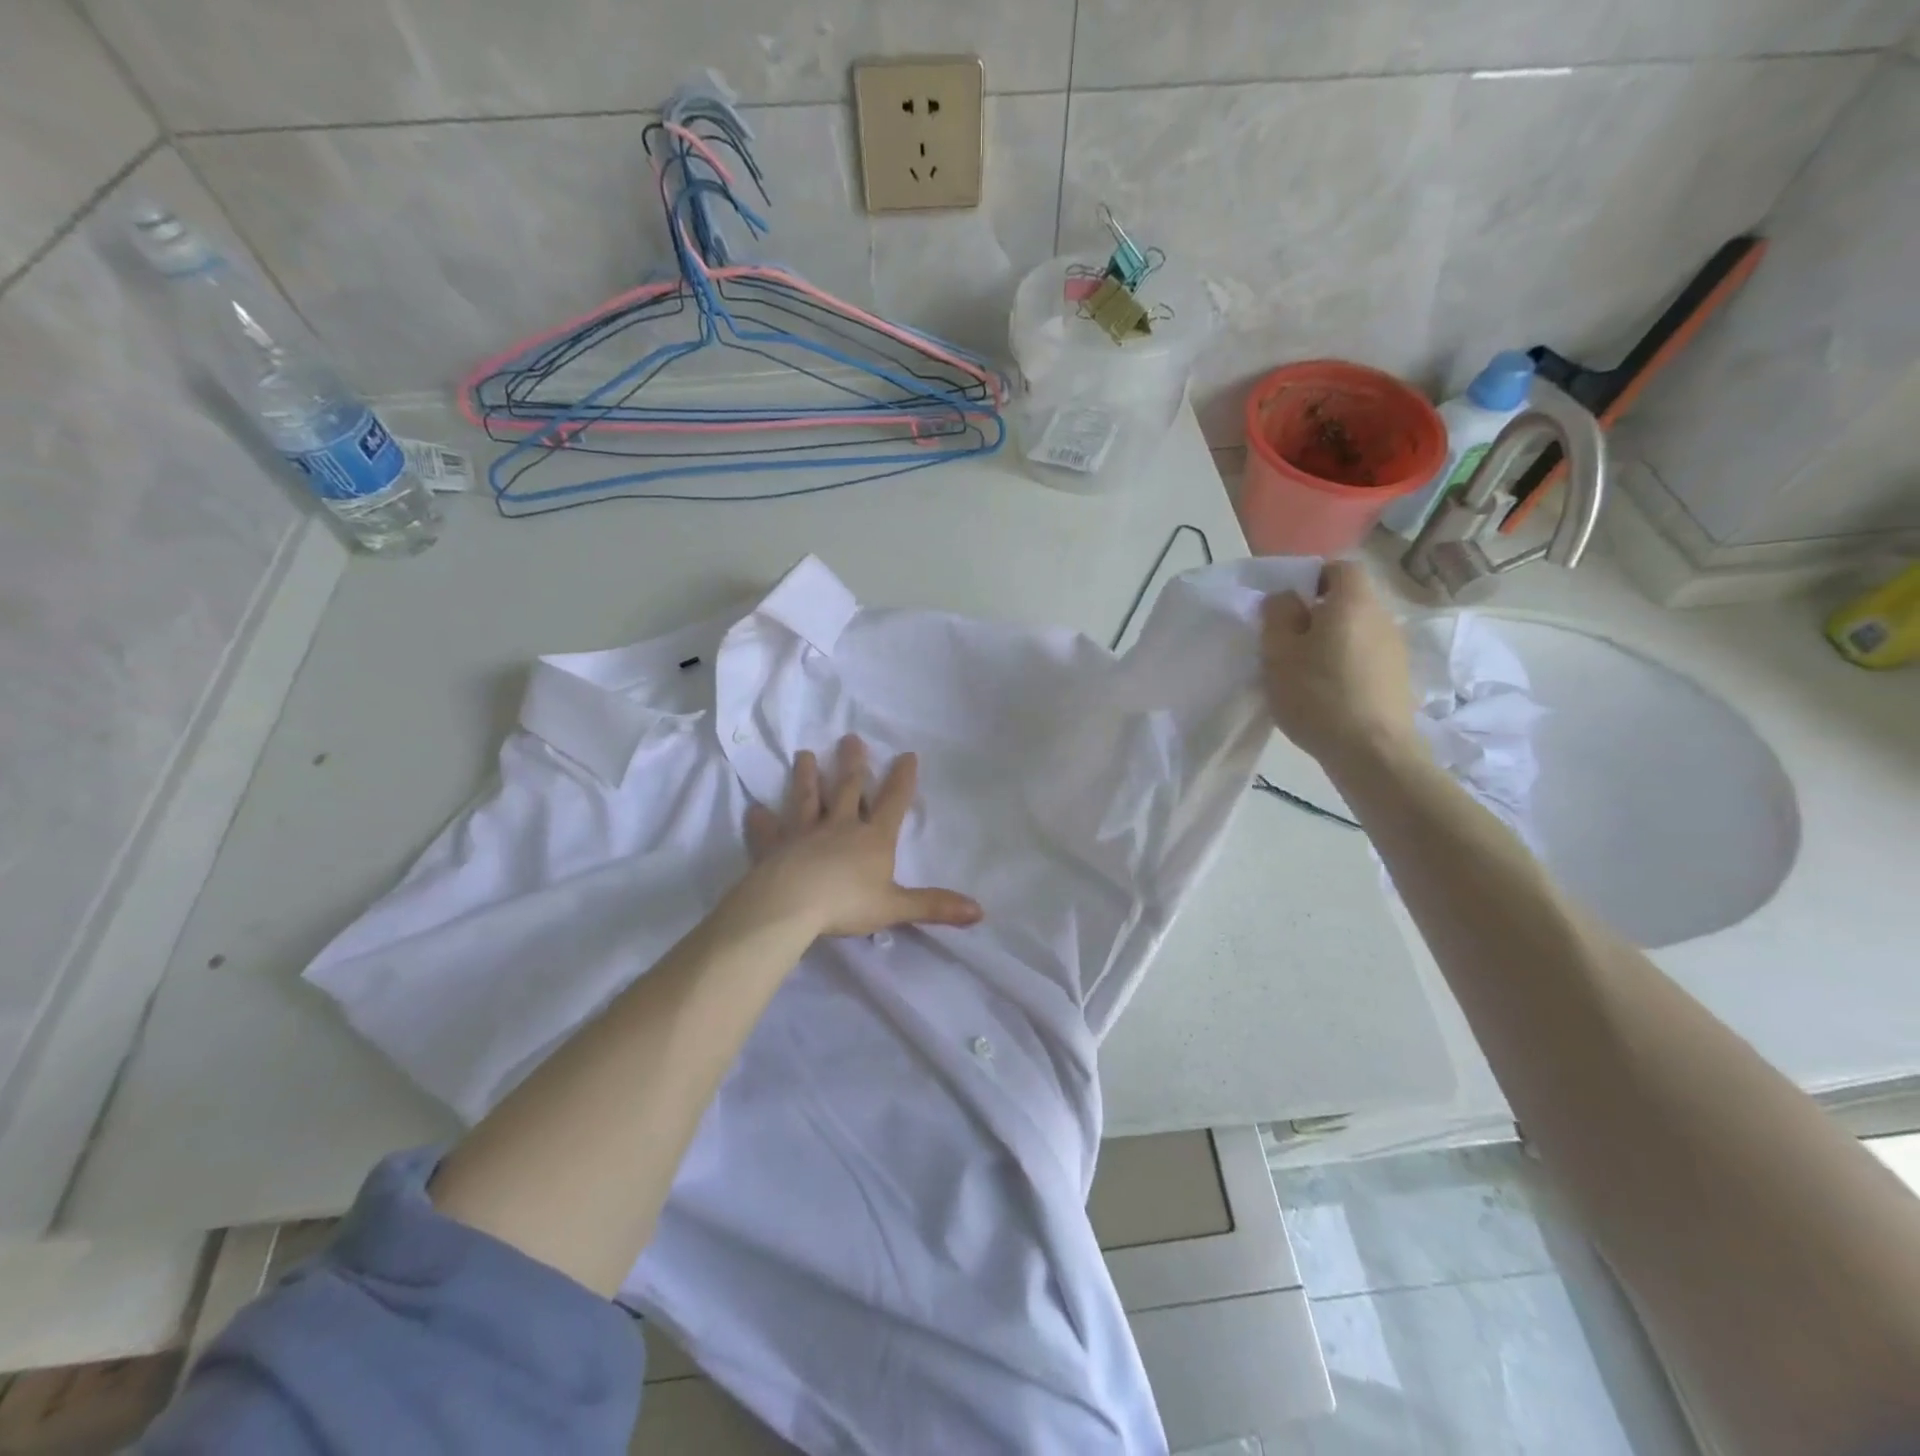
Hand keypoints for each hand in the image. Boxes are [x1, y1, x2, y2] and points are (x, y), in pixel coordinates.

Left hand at [741, 735, 982, 939]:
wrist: (790, 906)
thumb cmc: (846, 904)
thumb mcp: (896, 907)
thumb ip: (934, 906)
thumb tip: (980, 912)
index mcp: (873, 838)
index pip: (893, 803)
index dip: (902, 779)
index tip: (907, 754)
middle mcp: (840, 827)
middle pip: (848, 789)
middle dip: (853, 764)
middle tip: (850, 738)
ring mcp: (804, 833)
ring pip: (808, 799)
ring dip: (808, 777)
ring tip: (805, 754)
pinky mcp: (774, 847)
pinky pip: (768, 831)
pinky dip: (762, 821)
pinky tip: (754, 810)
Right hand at [1261, 561, 1421, 772]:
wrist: (1372, 751)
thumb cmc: (1318, 695)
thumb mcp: (1279, 654)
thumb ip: (1278, 617)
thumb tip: (1286, 598)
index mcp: (1353, 602)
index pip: (1339, 567)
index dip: (1313, 578)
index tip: (1288, 605)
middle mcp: (1382, 616)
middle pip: (1349, 600)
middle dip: (1319, 613)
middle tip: (1288, 641)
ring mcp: (1395, 648)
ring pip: (1357, 630)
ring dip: (1332, 641)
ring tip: (1305, 671)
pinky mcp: (1398, 677)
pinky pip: (1366, 656)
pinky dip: (1347, 664)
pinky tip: (1328, 692)